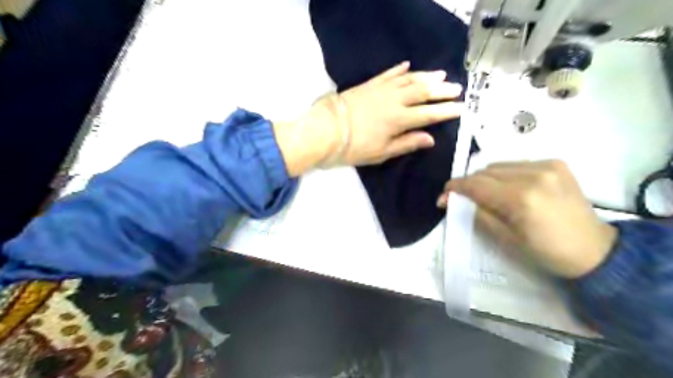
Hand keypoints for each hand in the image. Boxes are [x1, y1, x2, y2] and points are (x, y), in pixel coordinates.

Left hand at [273, 61, 463, 174]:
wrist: (326, 130)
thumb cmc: (354, 147)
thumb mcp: (382, 152)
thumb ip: (407, 143)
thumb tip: (430, 139)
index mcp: (399, 119)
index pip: (429, 114)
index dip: (446, 111)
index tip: (461, 108)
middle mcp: (394, 100)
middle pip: (423, 92)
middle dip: (442, 90)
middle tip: (457, 88)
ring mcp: (381, 89)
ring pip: (409, 79)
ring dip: (426, 76)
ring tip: (441, 74)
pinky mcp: (369, 84)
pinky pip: (388, 74)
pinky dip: (400, 69)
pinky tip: (408, 65)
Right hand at [437, 158, 619, 276]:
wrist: (594, 250)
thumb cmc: (546, 252)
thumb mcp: (505, 239)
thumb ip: (477, 213)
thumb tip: (453, 200)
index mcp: (521, 199)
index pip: (477, 184)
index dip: (456, 187)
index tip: (444, 194)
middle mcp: (534, 175)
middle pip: (486, 171)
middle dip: (470, 184)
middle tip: (462, 197)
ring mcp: (547, 166)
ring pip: (499, 165)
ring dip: (486, 178)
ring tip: (486, 193)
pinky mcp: (556, 163)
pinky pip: (516, 164)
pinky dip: (505, 174)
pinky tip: (509, 187)